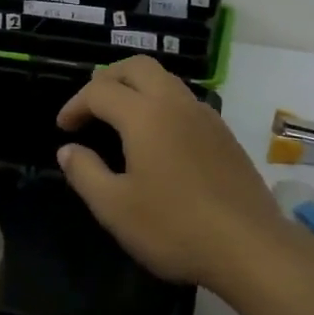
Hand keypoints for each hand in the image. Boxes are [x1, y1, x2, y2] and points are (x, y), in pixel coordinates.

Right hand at [55, 56, 286, 290]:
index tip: (63, 128)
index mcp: (145, 115)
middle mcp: (176, 103)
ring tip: (119, 118)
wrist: (250, 247)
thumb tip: (68, 149)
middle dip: (108, 78)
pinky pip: (184, 101)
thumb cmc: (175, 227)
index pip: (100, 91)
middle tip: (90, 106)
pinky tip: (157, 138)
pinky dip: (160, 104)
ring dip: (137, 87)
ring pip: (165, 80)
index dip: (75, 104)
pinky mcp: (224, 134)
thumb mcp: (115, 208)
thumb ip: (85, 173)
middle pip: (137, 67)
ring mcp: (205, 116)